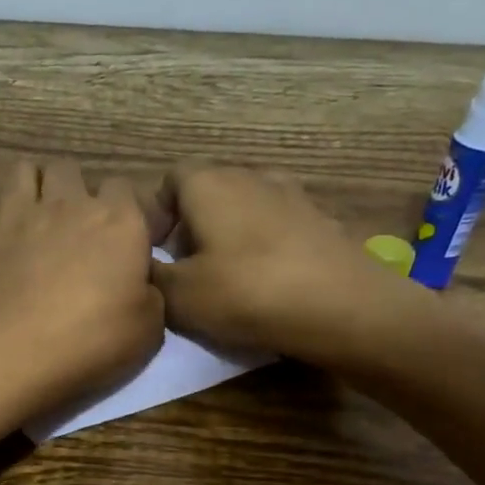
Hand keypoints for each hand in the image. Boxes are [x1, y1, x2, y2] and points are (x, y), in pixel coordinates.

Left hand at [0, 159, 163, 421]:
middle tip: (77, 226)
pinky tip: (1, 244)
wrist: (13, 357)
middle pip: (70, 170)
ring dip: (34, 189)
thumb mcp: (149, 329)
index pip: (125, 188)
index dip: (125, 210)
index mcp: (118, 221)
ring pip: (24, 173)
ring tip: (37, 219)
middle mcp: (67, 205)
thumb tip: (138, 281)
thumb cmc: (91, 343)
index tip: (125, 238)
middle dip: (75, 189)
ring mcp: (19, 216)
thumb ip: (149, 292)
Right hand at [148, 166, 435, 375]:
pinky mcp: (320, 219)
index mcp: (209, 183)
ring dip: (227, 236)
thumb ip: (150, 276)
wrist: (344, 307)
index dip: (156, 215)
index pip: (168, 180)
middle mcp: (250, 176)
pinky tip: (267, 282)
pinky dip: (263, 246)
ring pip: (243, 209)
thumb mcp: (179, 296)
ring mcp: (291, 195)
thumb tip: (140, 265)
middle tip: (185, 272)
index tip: (155, 254)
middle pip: (206, 193)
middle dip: (189, 227)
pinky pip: (276, 226)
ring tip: (226, 278)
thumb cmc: (248, 293)